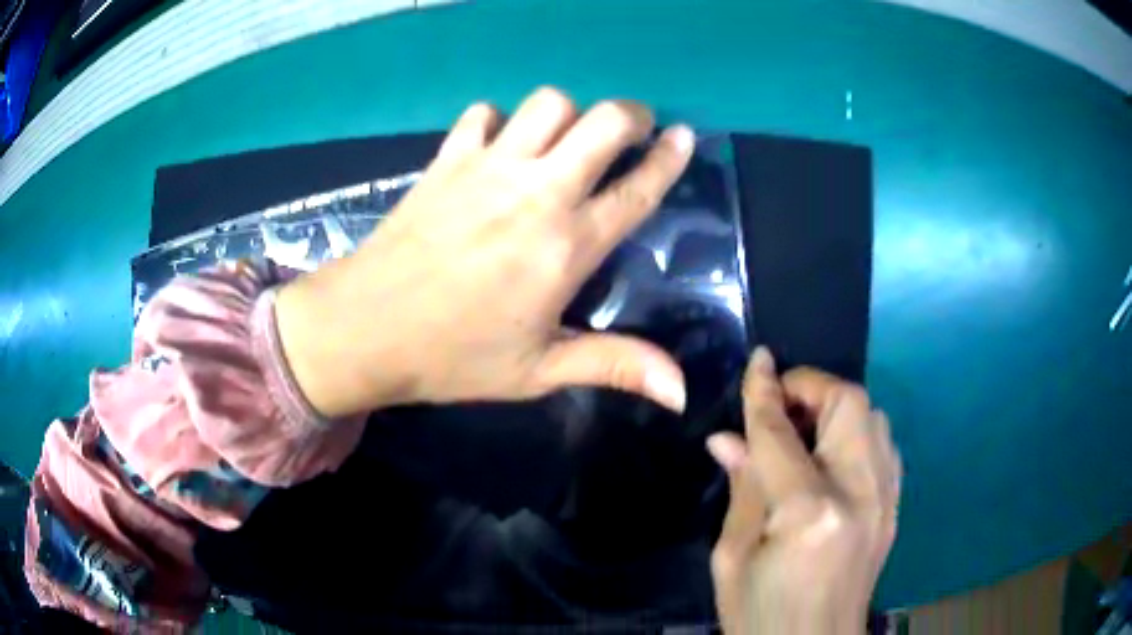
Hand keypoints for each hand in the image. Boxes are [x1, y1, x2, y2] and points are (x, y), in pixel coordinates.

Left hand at [275, 87, 694, 417]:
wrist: (365, 327)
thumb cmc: (453, 356)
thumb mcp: (538, 371)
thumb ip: (614, 366)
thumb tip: (682, 391)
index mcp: (567, 247)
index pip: (636, 190)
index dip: (668, 158)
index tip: (685, 136)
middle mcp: (536, 193)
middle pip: (601, 122)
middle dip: (629, 116)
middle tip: (631, 130)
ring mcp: (488, 168)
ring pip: (548, 103)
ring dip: (567, 114)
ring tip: (564, 139)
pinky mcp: (447, 160)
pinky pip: (483, 112)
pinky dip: (500, 119)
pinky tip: (498, 146)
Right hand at [706, 348, 900, 634]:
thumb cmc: (760, 614)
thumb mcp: (733, 557)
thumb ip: (743, 489)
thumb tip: (728, 439)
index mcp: (810, 512)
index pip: (782, 433)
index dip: (764, 392)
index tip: (756, 361)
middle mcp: (860, 493)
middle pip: (849, 404)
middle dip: (811, 388)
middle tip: (778, 405)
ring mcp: (886, 500)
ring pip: (874, 417)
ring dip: (836, 408)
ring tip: (802, 431)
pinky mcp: (894, 508)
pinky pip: (884, 445)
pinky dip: (857, 433)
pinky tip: (831, 455)